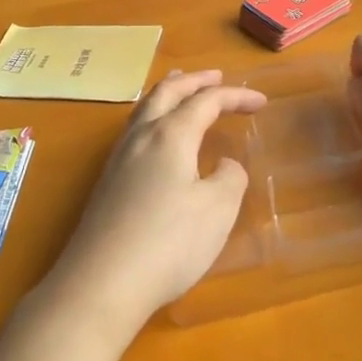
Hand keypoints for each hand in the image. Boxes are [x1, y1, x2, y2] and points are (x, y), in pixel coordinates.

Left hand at [39, 70, 265, 342]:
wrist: (101, 283)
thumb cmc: (168, 243)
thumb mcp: (217, 211)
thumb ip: (229, 179)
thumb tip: (223, 165)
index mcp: (171, 134)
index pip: (206, 101)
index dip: (235, 96)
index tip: (260, 101)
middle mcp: (142, 136)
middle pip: (167, 92)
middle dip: (195, 81)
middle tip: (216, 76)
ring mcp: (118, 158)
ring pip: (144, 108)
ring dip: (168, 93)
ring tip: (181, 88)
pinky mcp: (106, 182)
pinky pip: (134, 130)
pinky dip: (153, 117)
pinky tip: (156, 136)